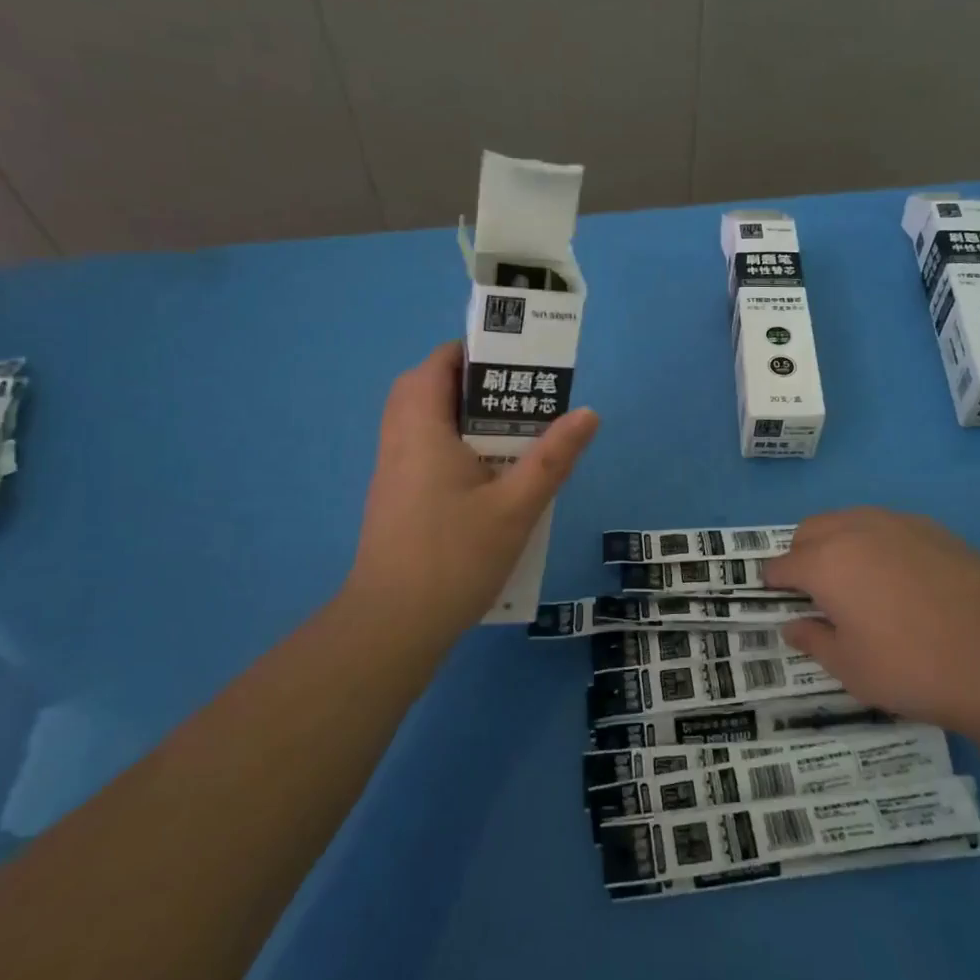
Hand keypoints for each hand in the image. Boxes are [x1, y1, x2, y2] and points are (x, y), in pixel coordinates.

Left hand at [344, 343, 597, 637]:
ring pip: (420, 423)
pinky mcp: (393, 500)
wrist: (393, 626)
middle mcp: (399, 441)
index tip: (511, 364)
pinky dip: (449, 446)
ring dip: (458, 417)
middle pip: (423, 389)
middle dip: (467, 384)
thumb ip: (553, 458)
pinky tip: (484, 478)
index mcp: (422, 429)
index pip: (436, 365)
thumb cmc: (455, 557)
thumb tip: (588, 413)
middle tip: (512, 399)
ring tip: (507, 435)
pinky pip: (419, 452)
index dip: (470, 353)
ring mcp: (391, 473)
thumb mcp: (516, 507)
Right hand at [767, 508, 979, 734]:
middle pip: (810, 531)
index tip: (775, 599)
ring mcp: (898, 524)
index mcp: (826, 563)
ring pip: (849, 521)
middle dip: (801, 556)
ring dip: (837, 543)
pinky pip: (888, 526)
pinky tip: (900, 579)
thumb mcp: (852, 670)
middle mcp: (856, 530)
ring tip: (856, 583)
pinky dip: (876, 543)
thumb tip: (794, 625)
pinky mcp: (935, 529)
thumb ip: (815, 642)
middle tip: (815, 593)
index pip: (782, 565)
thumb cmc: (915, 669)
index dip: (773, 583)